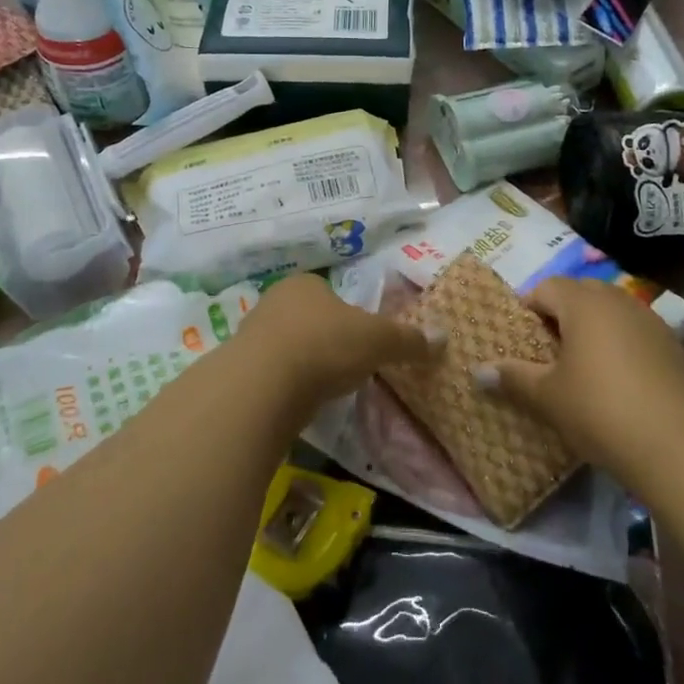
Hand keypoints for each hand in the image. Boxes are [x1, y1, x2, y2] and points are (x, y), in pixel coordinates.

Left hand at [227, 273, 440, 422]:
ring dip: (305, 362)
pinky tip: (300, 400)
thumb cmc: (325, 345)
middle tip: (347, 364)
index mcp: (305, 284)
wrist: (263, 386)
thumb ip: (409, 339)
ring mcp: (252, 334)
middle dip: (326, 339)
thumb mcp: (379, 340)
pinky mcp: (240, 369)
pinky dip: (287, 384)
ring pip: (288, 345)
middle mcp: (274, 301)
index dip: (348, 315)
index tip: (362, 340)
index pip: (330, 293)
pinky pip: (272, 373)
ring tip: (325, 386)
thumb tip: (442, 338)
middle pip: (308, 318)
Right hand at [476, 278, 683, 486]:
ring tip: (579, 367)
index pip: (545, 287)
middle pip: (579, 293)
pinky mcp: (671, 344)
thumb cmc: (599, 409)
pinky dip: (617, 343)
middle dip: (559, 315)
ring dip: (590, 328)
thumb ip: (513, 377)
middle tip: (545, 353)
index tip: (520, 341)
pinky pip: (632, 330)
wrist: (678, 446)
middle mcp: (616, 299)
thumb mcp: (547, 396)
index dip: (528, 309)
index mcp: (583, 302)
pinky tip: (615, 379)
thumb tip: (477, 371)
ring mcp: (648, 319)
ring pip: (609, 310)